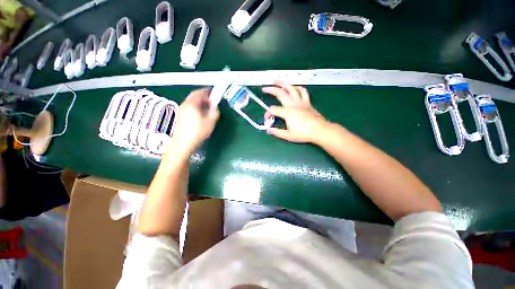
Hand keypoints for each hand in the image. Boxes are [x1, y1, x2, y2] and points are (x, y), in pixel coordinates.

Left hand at [169, 88, 218, 155]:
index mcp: (192, 104)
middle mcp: (185, 104)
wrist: (183, 143)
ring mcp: (181, 110)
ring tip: (207, 107)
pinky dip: (195, 106)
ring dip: (199, 102)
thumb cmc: (198, 131)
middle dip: (203, 96)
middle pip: (194, 96)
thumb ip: (214, 112)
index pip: (199, 93)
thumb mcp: (210, 122)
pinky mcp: (180, 116)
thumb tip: (215, 107)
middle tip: (211, 100)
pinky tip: (200, 113)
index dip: (207, 91)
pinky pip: (189, 107)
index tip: (213, 92)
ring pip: (191, 102)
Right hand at [263, 81, 329, 143]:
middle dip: (271, 90)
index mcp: (287, 112)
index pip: (273, 110)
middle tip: (265, 88)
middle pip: (280, 93)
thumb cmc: (304, 134)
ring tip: (277, 81)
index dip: (267, 114)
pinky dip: (298, 87)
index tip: (267, 120)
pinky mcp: (307, 102)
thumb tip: (268, 130)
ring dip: (283, 83)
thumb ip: (277, 132)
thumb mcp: (288, 136)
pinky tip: (294, 87)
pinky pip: (303, 91)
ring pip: (291, 88)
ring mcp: (301, 102)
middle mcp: (293, 104)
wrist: (320, 131)